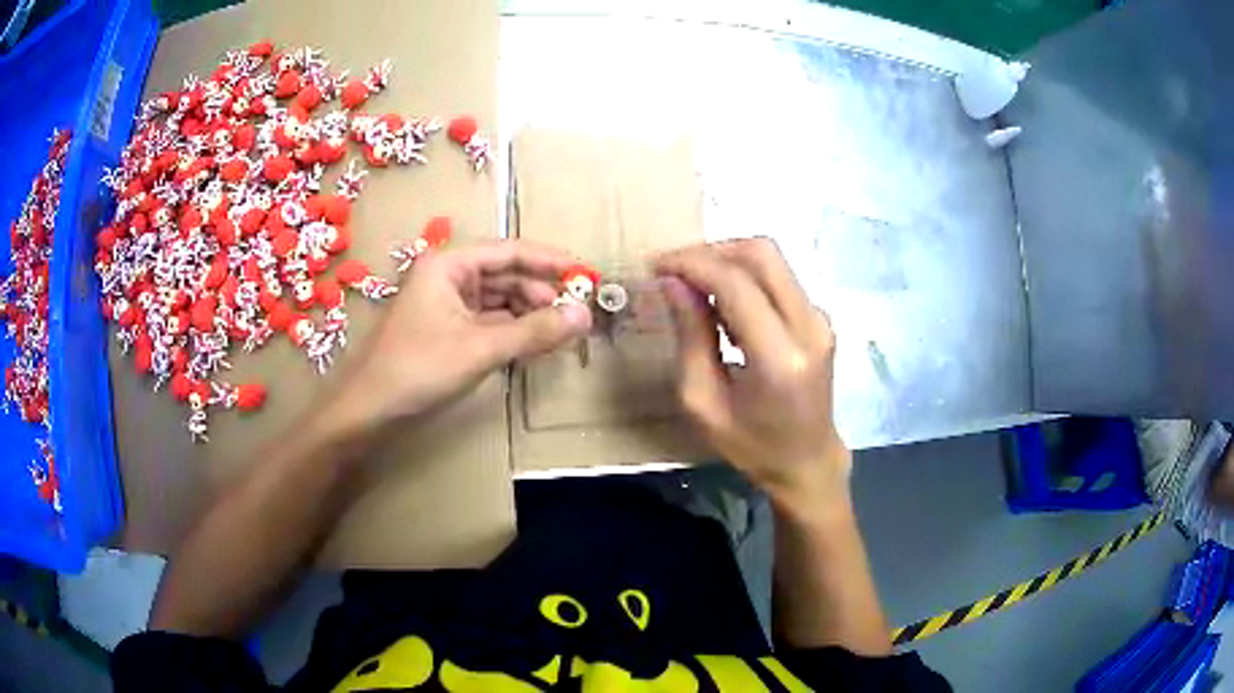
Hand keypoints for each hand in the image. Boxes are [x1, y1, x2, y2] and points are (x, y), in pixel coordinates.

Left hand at [337, 240, 592, 428]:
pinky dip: (513, 333)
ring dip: (530, 316)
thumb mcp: (480, 348)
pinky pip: (489, 323)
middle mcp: (449, 277)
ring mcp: (446, 306)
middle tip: (579, 315)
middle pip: (507, 276)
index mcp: (449, 265)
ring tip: (563, 333)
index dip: (550, 262)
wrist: (368, 411)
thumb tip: (585, 315)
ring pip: (500, 302)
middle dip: (542, 294)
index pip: (510, 252)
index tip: (586, 274)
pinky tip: (536, 345)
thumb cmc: (417, 370)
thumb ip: (534, 331)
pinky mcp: (447, 332)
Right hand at [654, 238, 848, 512]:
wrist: (807, 463)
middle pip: (762, 252)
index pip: (736, 283)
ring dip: (727, 262)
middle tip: (674, 271)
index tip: (655, 267)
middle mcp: (809, 326)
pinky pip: (778, 278)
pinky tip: (721, 305)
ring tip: (692, 288)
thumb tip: (673, 283)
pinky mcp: (819, 318)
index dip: (691, 264)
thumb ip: (690, 338)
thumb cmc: (752, 446)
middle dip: (711, 251)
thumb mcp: (703, 404)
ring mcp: (820, 319)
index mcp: (780, 357)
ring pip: (771, 260)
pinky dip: (744, 278)